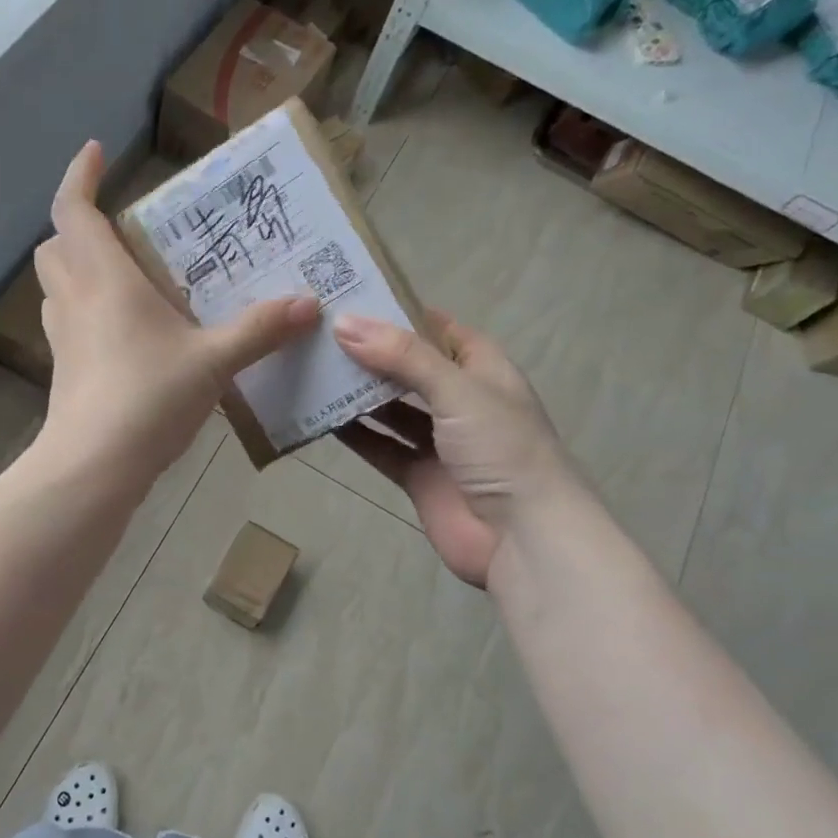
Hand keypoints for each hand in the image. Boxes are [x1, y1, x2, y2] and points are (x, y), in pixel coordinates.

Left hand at [33, 141, 318, 485]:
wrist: (94, 465)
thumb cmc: (149, 397)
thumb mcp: (213, 361)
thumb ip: (260, 331)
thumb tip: (308, 304)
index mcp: (105, 279)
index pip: (74, 210)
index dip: (80, 176)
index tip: (95, 151)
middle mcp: (75, 300)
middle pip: (56, 246)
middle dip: (77, 226)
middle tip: (120, 229)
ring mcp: (63, 338)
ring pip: (57, 286)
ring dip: (79, 269)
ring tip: (124, 277)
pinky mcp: (65, 372)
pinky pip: (68, 324)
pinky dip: (85, 312)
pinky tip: (123, 333)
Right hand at [332, 310, 573, 587]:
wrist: (522, 538)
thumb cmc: (502, 449)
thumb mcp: (457, 390)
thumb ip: (402, 356)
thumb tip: (344, 324)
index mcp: (483, 371)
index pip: (439, 330)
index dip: (401, 313)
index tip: (353, 300)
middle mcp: (461, 402)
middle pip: (409, 369)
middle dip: (371, 354)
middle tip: (320, 334)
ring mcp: (439, 442)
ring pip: (391, 409)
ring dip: (359, 394)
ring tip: (314, 370)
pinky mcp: (419, 477)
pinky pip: (381, 448)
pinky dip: (356, 435)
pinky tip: (322, 418)